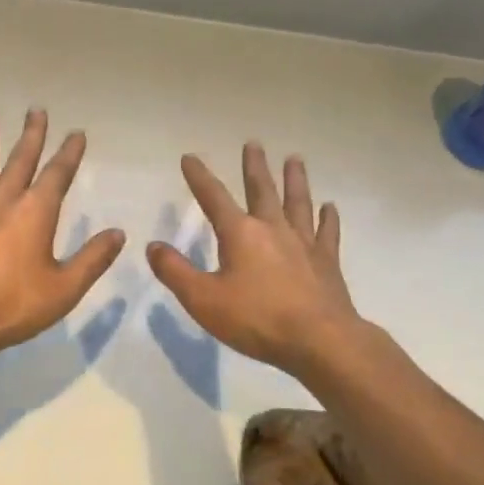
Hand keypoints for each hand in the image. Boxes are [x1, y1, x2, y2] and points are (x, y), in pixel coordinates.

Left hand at [0, 110, 125, 364]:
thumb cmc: (12, 304)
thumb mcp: (64, 289)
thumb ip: (93, 259)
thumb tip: (118, 233)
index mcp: (37, 211)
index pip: (58, 173)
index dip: (69, 152)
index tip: (76, 133)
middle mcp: (5, 198)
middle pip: (21, 158)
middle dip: (32, 134)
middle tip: (36, 110)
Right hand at [148, 145, 361, 376]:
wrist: (319, 341)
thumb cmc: (256, 319)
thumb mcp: (203, 299)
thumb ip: (175, 271)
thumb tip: (153, 246)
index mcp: (240, 234)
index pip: (213, 197)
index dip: (199, 177)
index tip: (190, 157)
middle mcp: (273, 229)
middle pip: (262, 189)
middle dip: (254, 166)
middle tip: (254, 143)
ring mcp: (304, 243)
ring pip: (298, 202)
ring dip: (295, 180)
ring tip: (295, 159)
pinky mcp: (327, 262)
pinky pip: (327, 233)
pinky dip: (328, 218)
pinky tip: (330, 207)